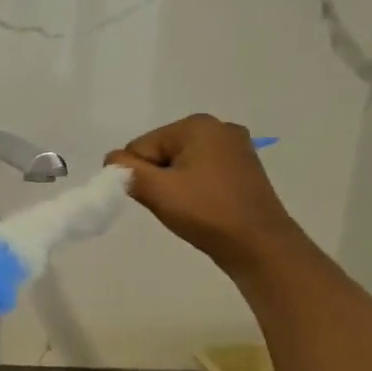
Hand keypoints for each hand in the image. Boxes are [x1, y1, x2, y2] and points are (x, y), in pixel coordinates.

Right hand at [106, 114, 301, 273]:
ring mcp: (236, 146)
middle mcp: (218, 127)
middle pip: (161, 152)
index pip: (141, 147)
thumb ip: (125, 171)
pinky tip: (204, 205)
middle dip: (158, 178)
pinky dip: (194, 188)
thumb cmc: (206, 213)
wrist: (259, 245)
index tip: (155, 198)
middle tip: (173, 205)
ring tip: (190, 208)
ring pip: (180, 163)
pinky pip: (202, 171)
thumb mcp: (157, 191)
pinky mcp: (244, 167)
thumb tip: (111, 160)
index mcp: (196, 125)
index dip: (139, 176)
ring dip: (175, 185)